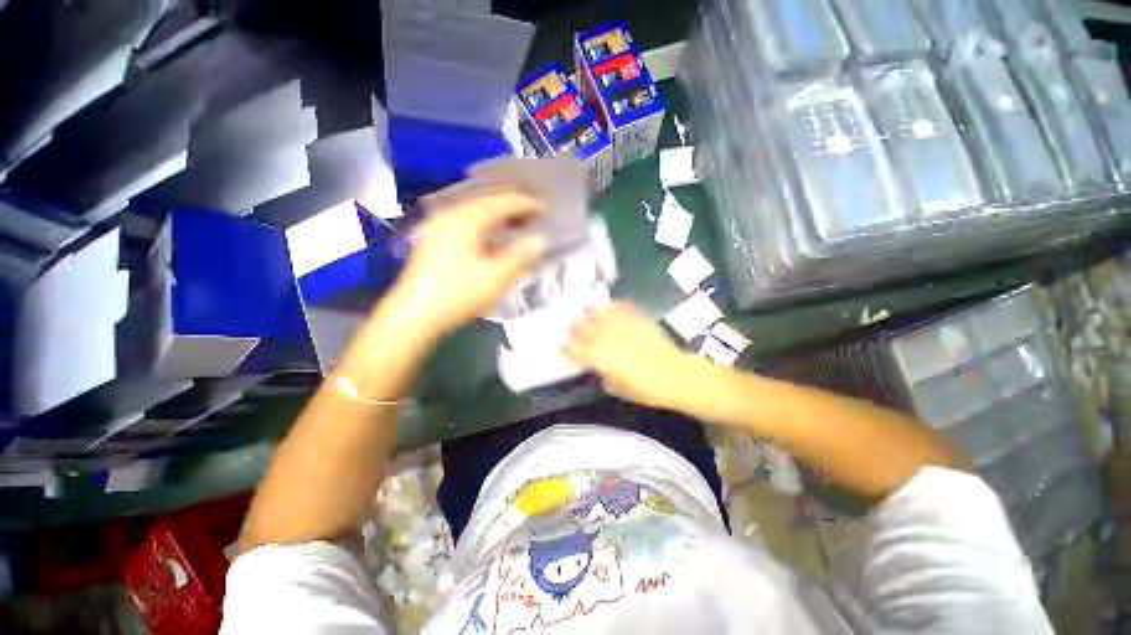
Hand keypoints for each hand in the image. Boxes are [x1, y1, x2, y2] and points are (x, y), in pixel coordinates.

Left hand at [391, 192, 545, 336]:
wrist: (414, 316)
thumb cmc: (457, 296)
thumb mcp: (495, 278)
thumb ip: (521, 257)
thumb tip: (541, 240)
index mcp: (466, 221)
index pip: (501, 203)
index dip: (524, 204)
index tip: (545, 209)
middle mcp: (450, 216)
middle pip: (487, 203)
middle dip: (512, 208)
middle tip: (534, 217)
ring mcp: (439, 227)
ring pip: (475, 213)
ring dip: (498, 217)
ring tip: (518, 226)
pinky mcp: (435, 240)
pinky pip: (466, 224)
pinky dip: (485, 227)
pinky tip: (493, 240)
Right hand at [564, 303, 703, 409]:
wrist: (674, 374)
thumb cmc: (644, 388)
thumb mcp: (617, 387)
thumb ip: (602, 373)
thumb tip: (600, 366)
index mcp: (595, 356)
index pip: (570, 347)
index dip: (564, 347)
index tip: (564, 347)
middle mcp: (602, 335)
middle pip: (578, 325)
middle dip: (574, 328)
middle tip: (576, 330)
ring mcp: (618, 323)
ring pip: (595, 309)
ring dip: (590, 313)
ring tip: (591, 315)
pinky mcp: (634, 316)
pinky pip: (618, 305)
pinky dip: (612, 307)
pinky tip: (613, 311)